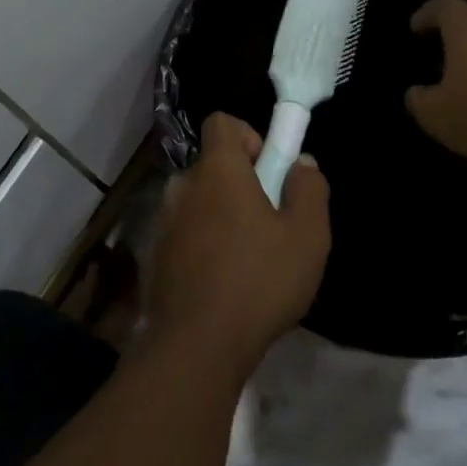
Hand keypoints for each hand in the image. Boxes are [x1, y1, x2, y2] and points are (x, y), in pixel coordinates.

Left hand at [148, 113, 330, 373]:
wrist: (198, 343)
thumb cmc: (259, 281)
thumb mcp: (307, 236)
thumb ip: (309, 189)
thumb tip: (301, 162)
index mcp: (216, 171)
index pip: (221, 122)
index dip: (250, 136)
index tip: (270, 170)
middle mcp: (183, 186)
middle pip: (213, 165)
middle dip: (242, 182)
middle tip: (270, 222)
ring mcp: (165, 221)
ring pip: (200, 201)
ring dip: (223, 214)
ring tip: (251, 257)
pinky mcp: (157, 253)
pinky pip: (187, 231)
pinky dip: (206, 242)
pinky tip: (226, 280)